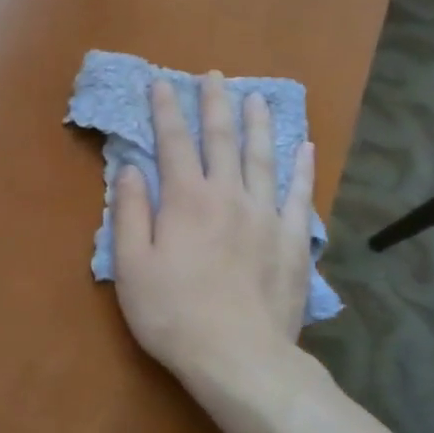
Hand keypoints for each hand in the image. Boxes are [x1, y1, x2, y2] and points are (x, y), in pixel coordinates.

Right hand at [112, 73, 316, 393]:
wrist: (238, 356)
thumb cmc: (172, 313)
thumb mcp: (131, 266)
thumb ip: (130, 213)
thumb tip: (130, 169)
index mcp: (185, 200)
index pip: (173, 143)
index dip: (166, 110)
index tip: (162, 83)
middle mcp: (228, 195)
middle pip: (221, 140)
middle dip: (214, 104)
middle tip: (213, 76)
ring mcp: (266, 216)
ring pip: (262, 157)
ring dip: (257, 124)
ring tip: (255, 98)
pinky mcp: (292, 240)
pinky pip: (299, 193)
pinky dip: (301, 167)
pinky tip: (303, 146)